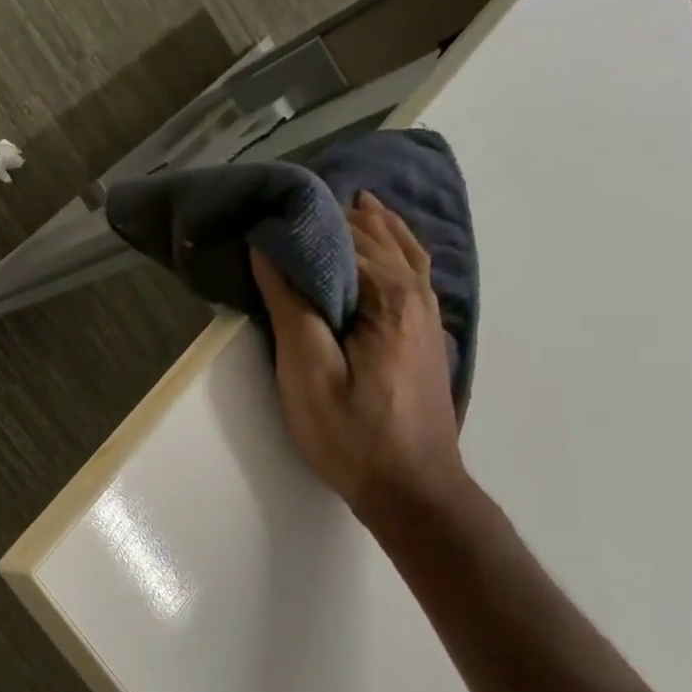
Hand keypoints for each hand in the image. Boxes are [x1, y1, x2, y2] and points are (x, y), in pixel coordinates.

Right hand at [250, 193, 465, 525]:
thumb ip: (290, 305)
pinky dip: (395, 246)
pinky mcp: (427, 333)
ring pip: (401, 250)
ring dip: (371, 224)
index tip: (264, 210)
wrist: (413, 489)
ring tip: (343, 202)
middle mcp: (415, 294)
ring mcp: (428, 314)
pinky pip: (412, 270)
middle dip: (335, 215)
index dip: (302, 221)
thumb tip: (269, 249)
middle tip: (288, 201)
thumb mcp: (307, 372)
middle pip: (374, 237)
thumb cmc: (352, 433)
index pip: (342, 238)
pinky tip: (385, 244)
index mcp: (388, 297)